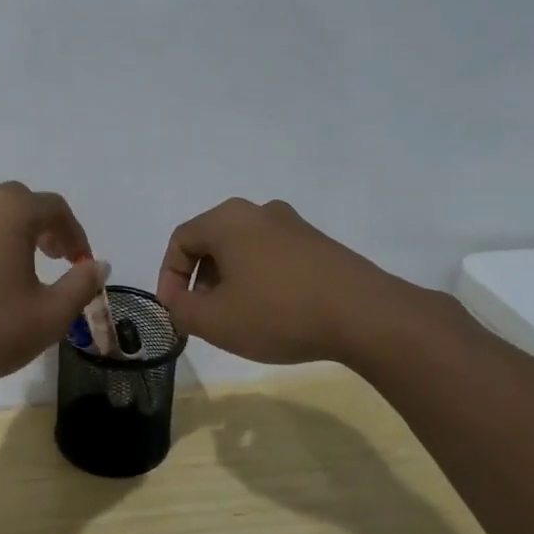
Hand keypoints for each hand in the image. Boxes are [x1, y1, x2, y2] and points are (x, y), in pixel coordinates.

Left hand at [0, 183, 107, 394]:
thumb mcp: (50, 315)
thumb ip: (81, 284)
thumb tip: (98, 265)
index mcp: (8, 210)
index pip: (54, 208)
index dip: (75, 233)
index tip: (81, 263)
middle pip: (17, 202)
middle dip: (42, 226)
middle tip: (54, 257)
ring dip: (7, 233)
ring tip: (17, 268)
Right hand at [155, 198, 418, 365]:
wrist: (365, 315)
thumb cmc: (277, 312)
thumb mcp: (214, 321)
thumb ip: (181, 310)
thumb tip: (178, 302)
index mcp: (228, 220)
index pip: (180, 241)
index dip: (168, 277)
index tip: (175, 311)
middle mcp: (259, 212)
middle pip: (212, 242)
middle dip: (199, 281)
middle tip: (202, 316)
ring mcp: (294, 226)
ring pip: (244, 250)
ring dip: (229, 282)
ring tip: (236, 318)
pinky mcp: (319, 245)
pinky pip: (273, 257)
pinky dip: (260, 281)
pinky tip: (271, 313)